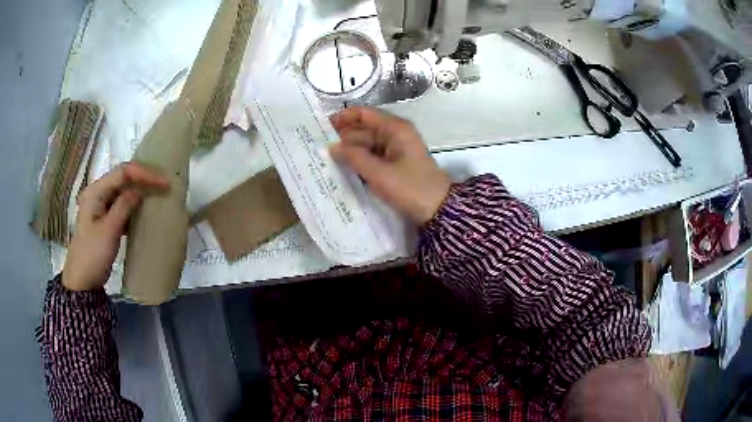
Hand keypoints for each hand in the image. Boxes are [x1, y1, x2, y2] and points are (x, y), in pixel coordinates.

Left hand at [62, 163, 169, 290]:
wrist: (82, 281)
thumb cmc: (93, 255)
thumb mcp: (109, 231)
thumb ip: (123, 206)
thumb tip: (140, 191)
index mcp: (96, 191)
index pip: (123, 172)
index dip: (144, 173)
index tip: (164, 182)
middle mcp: (98, 192)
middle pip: (123, 177)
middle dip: (144, 178)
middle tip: (164, 184)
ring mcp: (101, 205)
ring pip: (124, 190)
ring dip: (140, 190)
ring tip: (159, 193)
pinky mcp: (105, 218)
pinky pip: (122, 204)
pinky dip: (135, 205)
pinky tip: (145, 209)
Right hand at [330, 107, 450, 224]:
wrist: (438, 210)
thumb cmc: (410, 188)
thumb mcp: (379, 173)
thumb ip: (354, 157)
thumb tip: (331, 146)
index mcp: (395, 128)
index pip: (364, 114)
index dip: (343, 118)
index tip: (321, 128)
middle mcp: (395, 134)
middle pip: (363, 129)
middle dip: (342, 138)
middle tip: (318, 149)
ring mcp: (395, 149)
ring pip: (366, 144)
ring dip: (349, 151)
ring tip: (326, 159)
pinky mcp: (395, 163)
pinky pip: (372, 156)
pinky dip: (359, 161)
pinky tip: (343, 168)